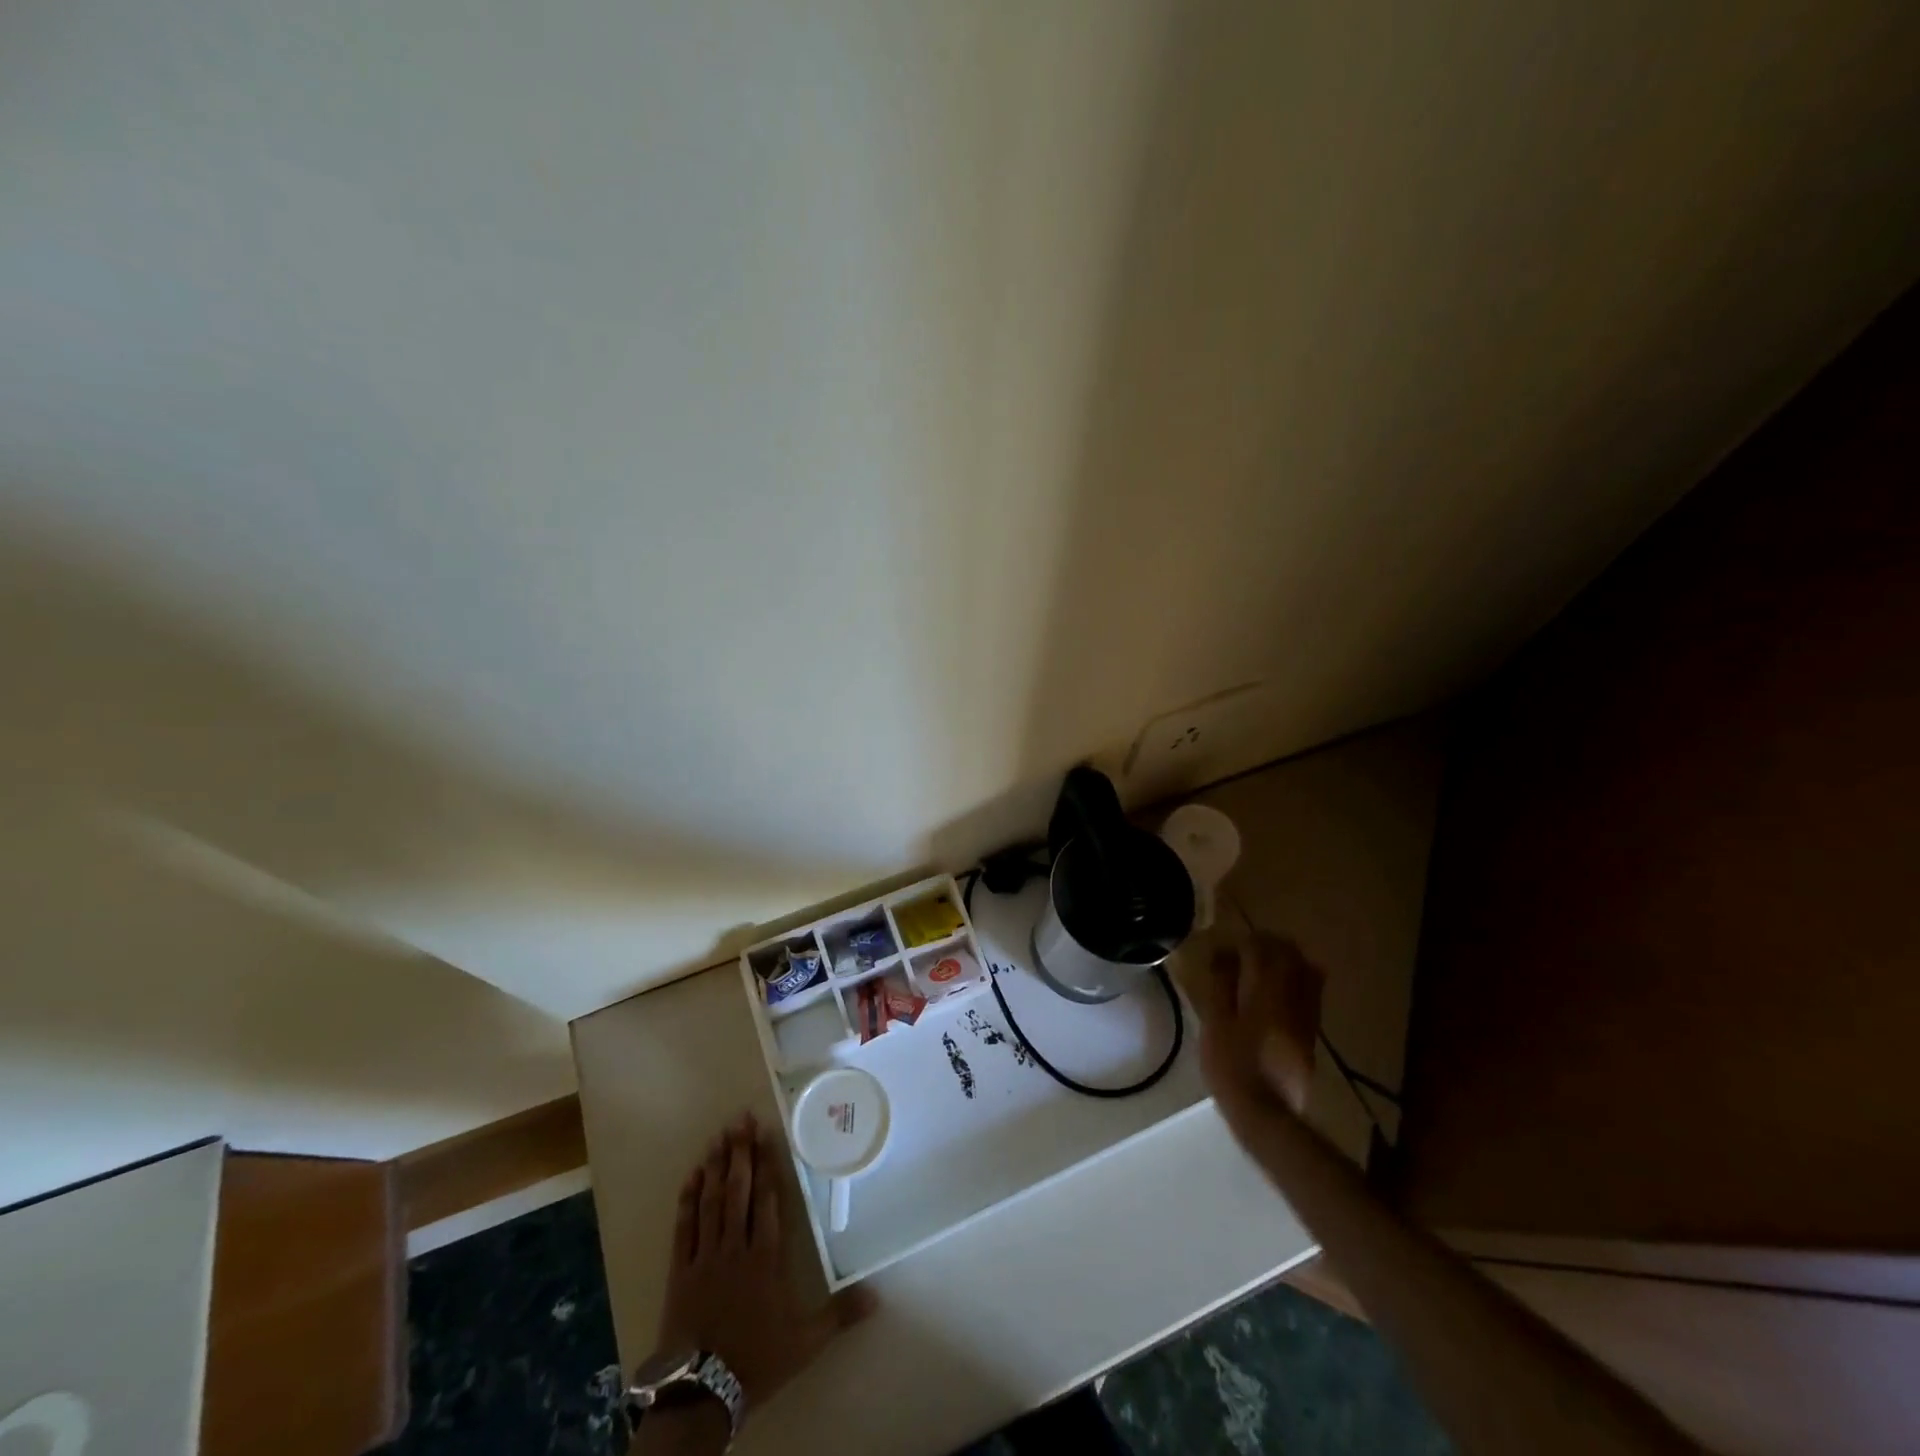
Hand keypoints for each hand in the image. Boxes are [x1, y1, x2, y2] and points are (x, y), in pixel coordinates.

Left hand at [654, 1113, 874, 1415]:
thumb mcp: (805, 1342)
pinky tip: (692, 1176)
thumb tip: (879, 1295)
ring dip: (716, 1167)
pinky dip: (688, 1199)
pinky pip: (685, 1227)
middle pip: (739, 1191)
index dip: (767, 1165)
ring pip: (712, 1202)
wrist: (701, 1393)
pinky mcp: (680, 1271)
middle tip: (740, 1119)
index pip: (768, 1200)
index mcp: (766, 1256)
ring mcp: (705, 1256)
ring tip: (719, 1136)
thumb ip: (840, 1314)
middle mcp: (736, 1247)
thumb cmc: (756, 1360)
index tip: (766, 1134)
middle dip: (741, 1153)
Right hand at [1194, 933, 1324, 1125]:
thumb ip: (1221, 985)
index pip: (1262, 949)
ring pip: (1307, 971)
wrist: (1266, 1114)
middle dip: (1270, 944)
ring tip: (1264, 964)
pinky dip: (1297, 980)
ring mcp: (1307, 1016)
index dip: (1245, 941)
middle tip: (1247, 947)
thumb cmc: (1231, 1066)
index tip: (1227, 945)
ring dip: (1288, 959)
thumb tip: (1223, 954)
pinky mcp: (1311, 1034)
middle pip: (1291, 955)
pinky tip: (1279, 990)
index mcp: (1266, 992)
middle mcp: (1293, 998)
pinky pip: (1311, 993)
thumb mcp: (1215, 1023)